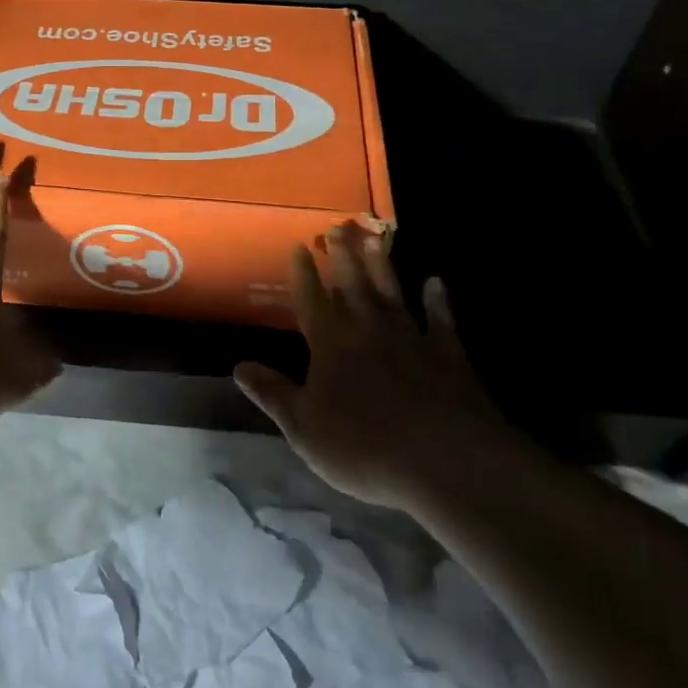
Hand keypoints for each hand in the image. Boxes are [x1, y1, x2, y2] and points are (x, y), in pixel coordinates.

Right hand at [233, 229, 511, 510]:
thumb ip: (273, 394)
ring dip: (382, 265)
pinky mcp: (448, 354)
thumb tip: (239, 367)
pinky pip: (441, 320)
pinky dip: (438, 300)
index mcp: (331, 343)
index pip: (312, 299)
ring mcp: (411, 337)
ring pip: (392, 291)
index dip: (304, 273)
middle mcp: (368, 329)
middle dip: (342, 255)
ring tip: (375, 238)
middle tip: (337, 227)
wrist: (445, 459)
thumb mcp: (303, 427)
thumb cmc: (363, 445)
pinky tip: (436, 283)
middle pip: (352, 284)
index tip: (299, 246)